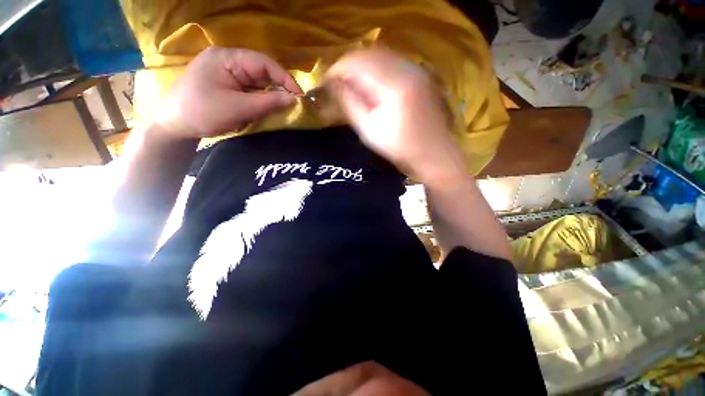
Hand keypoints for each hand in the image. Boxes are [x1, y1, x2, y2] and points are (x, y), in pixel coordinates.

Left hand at [155, 47, 302, 138]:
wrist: (174, 124)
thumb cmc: (202, 113)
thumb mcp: (238, 108)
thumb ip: (268, 102)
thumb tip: (294, 100)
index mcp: (227, 58)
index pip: (263, 63)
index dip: (285, 78)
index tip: (300, 96)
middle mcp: (228, 61)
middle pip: (261, 71)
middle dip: (279, 87)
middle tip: (294, 104)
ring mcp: (227, 73)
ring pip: (257, 82)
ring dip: (271, 95)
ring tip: (284, 108)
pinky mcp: (227, 85)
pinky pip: (250, 90)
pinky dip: (261, 99)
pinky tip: (268, 108)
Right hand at [326, 48, 464, 182]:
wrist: (433, 153)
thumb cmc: (400, 148)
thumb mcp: (369, 130)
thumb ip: (350, 103)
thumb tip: (333, 85)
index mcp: (394, 84)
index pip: (357, 63)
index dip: (337, 69)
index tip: (325, 82)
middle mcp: (407, 68)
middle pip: (369, 53)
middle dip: (348, 66)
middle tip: (336, 82)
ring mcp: (417, 69)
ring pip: (381, 55)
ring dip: (362, 66)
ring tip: (350, 83)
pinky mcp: (420, 75)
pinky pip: (392, 62)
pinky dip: (376, 69)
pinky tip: (370, 83)